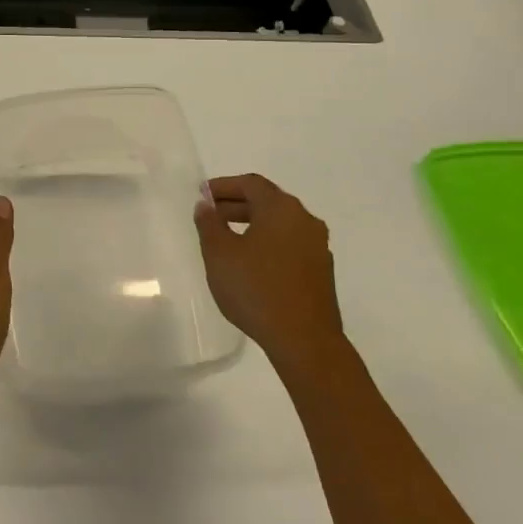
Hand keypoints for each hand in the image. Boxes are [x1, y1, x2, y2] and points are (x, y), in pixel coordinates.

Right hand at [194, 174, 343, 374]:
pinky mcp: (320, 271)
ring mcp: (317, 246)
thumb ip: (209, 224)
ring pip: (280, 224)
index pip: (251, 183)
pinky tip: (250, 264)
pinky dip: (267, 243)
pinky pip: (289, 244)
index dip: (223, 186)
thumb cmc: (256, 288)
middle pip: (267, 201)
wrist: (304, 340)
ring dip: (252, 224)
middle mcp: (305, 220)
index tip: (201, 195)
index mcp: (281, 209)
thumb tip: (206, 205)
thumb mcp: (220, 254)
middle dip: (236, 204)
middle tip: (210, 216)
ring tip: (226, 240)